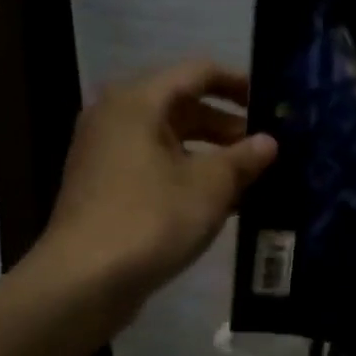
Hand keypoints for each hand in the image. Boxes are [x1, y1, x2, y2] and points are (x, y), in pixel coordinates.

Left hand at [28, 60, 276, 310]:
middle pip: (183, 106)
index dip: (238, 83)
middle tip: (267, 148)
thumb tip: (268, 142)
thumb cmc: (151, 219)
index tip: (271, 103)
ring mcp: (106, 153)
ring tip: (252, 177)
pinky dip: (188, 174)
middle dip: (228, 126)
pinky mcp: (105, 186)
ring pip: (170, 139)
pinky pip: (155, 165)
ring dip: (211, 154)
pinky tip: (222, 202)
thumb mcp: (210, 186)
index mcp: (138, 102)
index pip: (197, 73)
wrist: (83, 282)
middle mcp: (116, 117)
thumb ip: (244, 158)